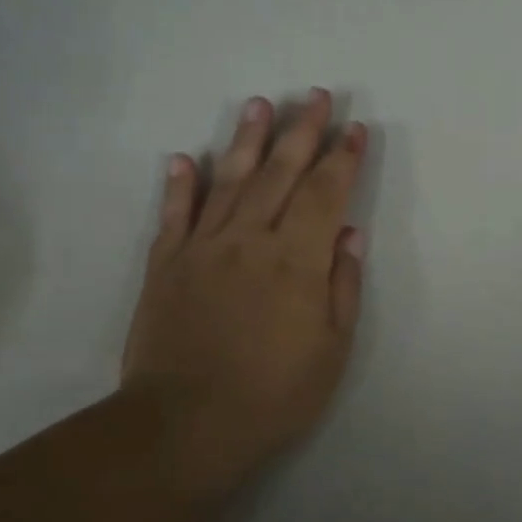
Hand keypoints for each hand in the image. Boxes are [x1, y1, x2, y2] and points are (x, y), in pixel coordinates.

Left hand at [122, 89, 367, 493]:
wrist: (186, 425)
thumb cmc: (274, 394)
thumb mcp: (331, 348)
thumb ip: (342, 285)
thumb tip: (350, 234)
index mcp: (297, 260)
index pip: (326, 193)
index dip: (343, 158)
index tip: (355, 130)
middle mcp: (250, 240)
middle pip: (280, 173)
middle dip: (302, 131)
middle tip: (315, 95)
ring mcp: (202, 248)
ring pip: (230, 181)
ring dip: (247, 140)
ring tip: (260, 105)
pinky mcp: (165, 265)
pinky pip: (174, 215)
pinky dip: (181, 185)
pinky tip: (187, 158)